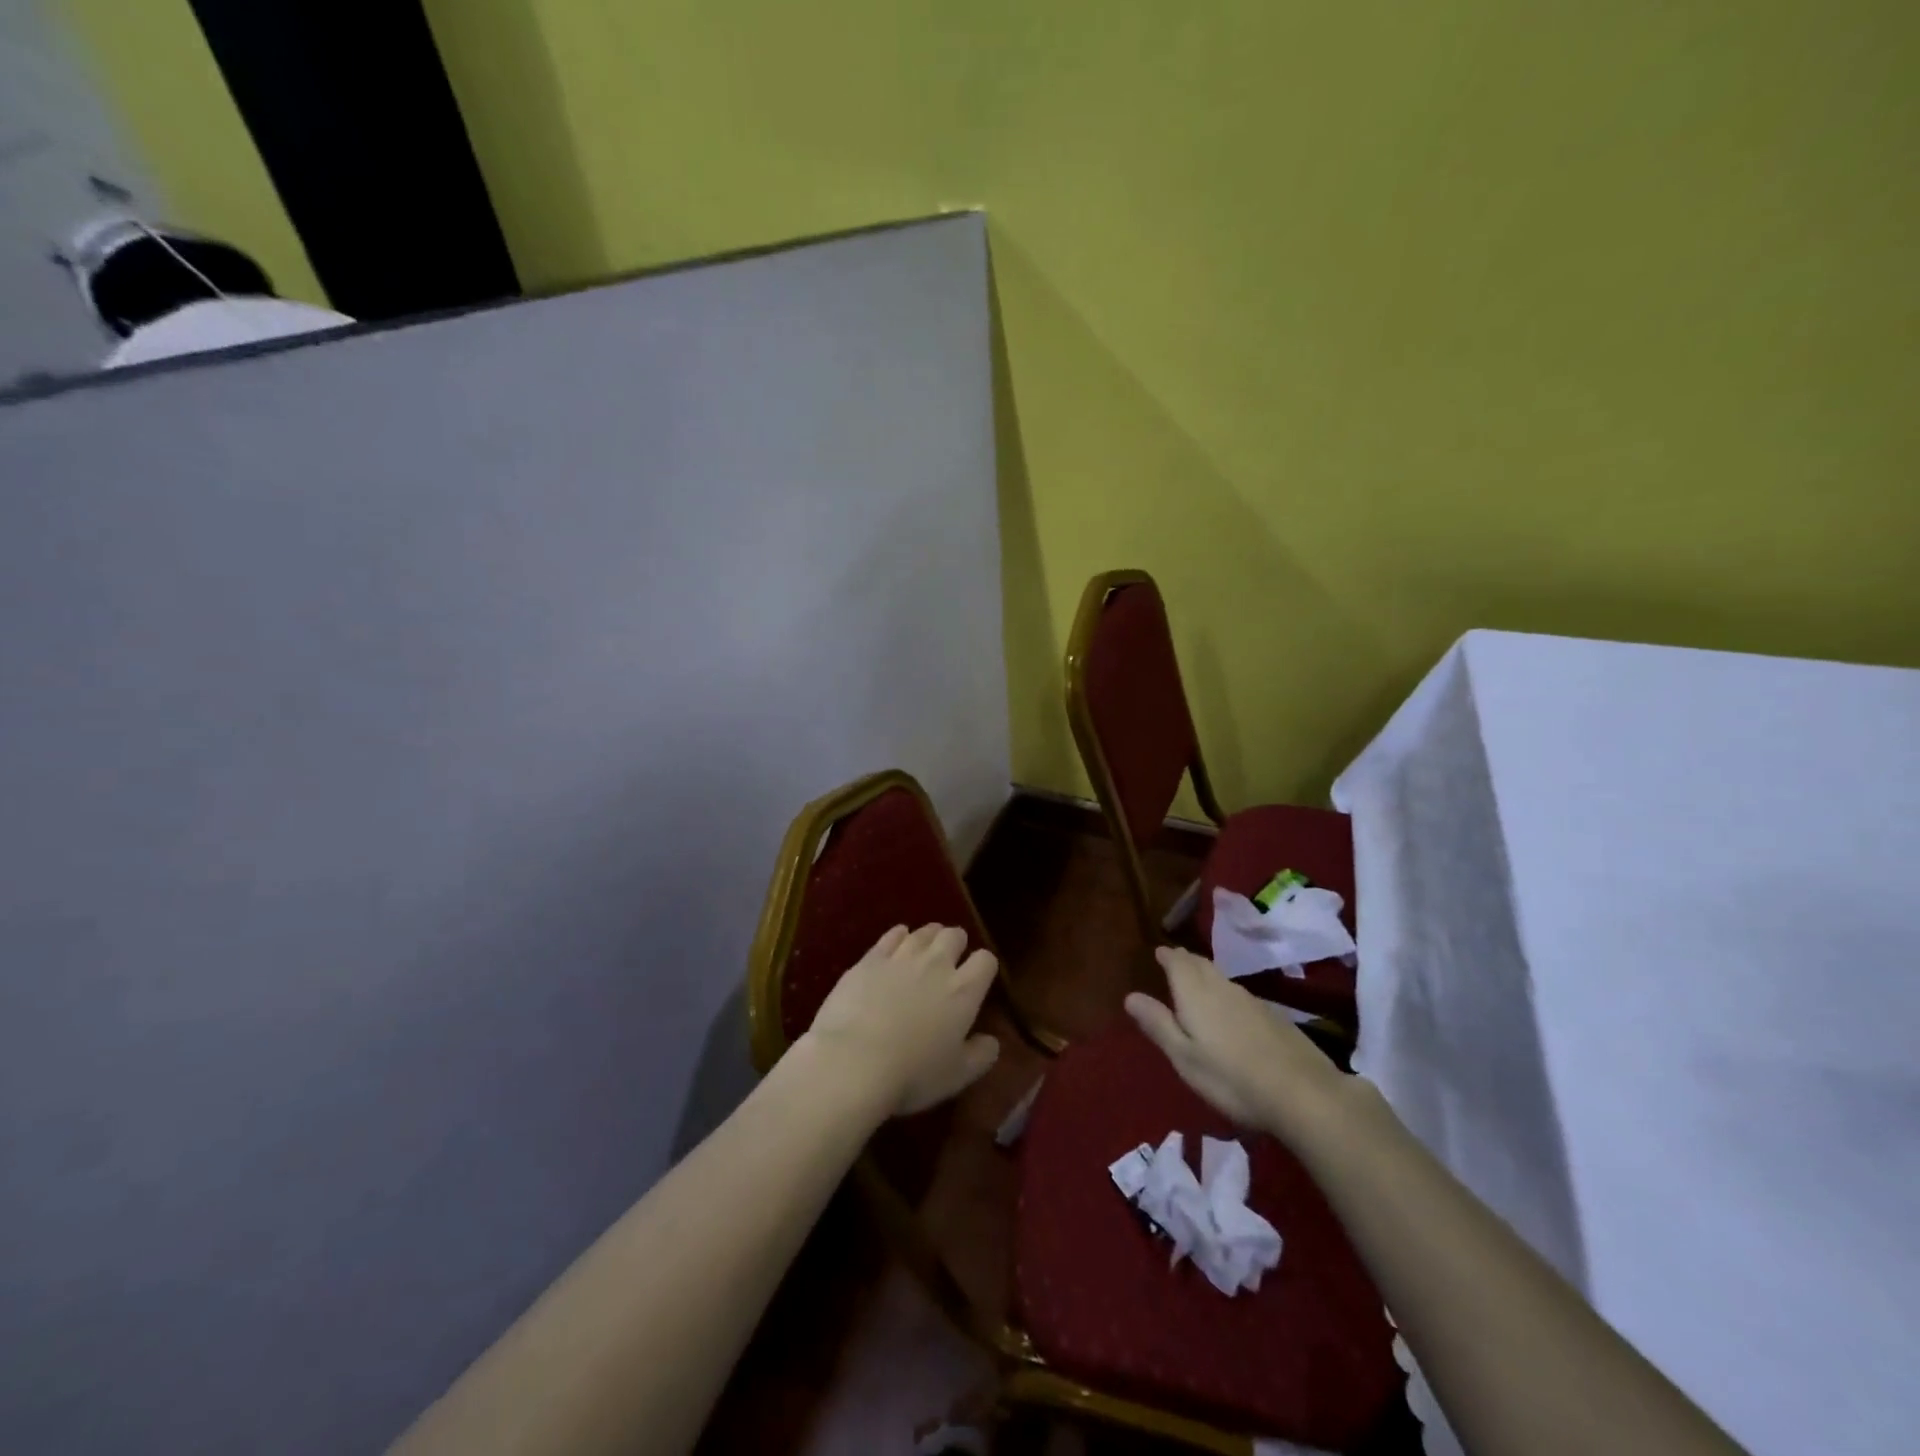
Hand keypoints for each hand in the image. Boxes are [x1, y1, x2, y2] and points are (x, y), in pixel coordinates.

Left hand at [804, 924, 1001, 1116]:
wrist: (853, 1061)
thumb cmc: (912, 1074)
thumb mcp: (957, 1076)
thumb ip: (980, 1056)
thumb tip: (992, 1042)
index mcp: (963, 991)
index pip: (985, 960)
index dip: (984, 967)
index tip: (978, 979)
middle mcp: (936, 964)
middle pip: (954, 935)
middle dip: (956, 943)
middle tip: (950, 960)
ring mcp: (901, 957)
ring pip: (923, 932)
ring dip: (929, 937)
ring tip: (926, 949)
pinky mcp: (871, 958)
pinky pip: (891, 935)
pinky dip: (898, 936)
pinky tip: (897, 942)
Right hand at [1126, 945, 1350, 1139]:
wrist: (1303, 1092)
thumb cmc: (1231, 1078)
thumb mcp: (1185, 1057)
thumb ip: (1158, 1024)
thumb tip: (1130, 996)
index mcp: (1195, 994)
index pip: (1177, 963)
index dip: (1167, 956)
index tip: (1159, 952)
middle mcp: (1222, 988)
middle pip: (1200, 965)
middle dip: (1185, 960)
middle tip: (1175, 958)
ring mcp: (1251, 1001)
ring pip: (1221, 977)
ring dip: (1206, 972)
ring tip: (1197, 977)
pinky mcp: (1273, 1016)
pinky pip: (1239, 993)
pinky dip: (1226, 991)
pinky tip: (1230, 1007)